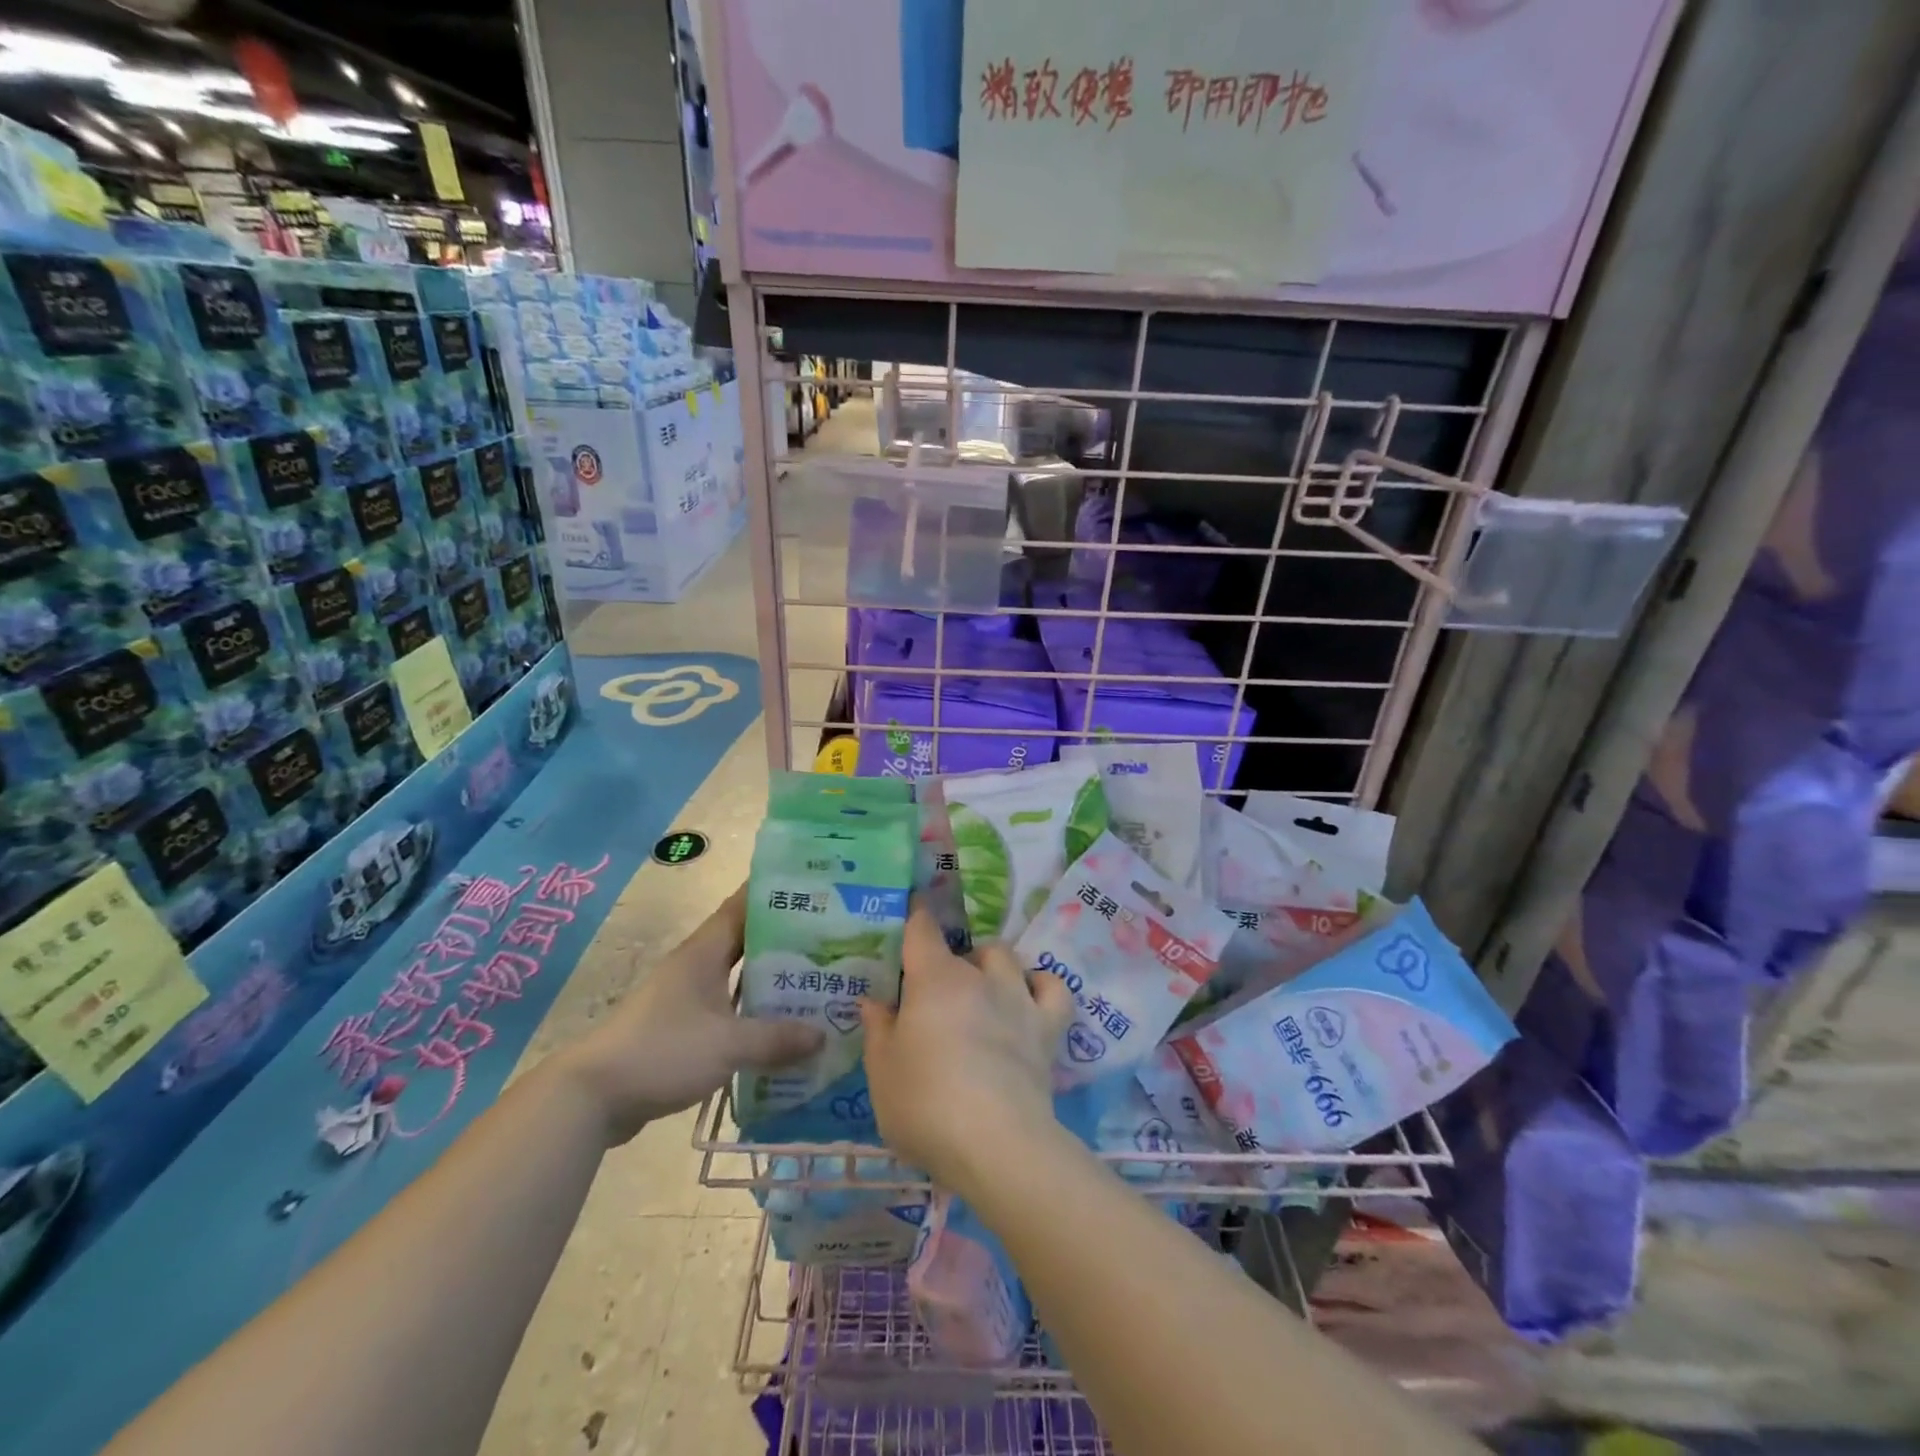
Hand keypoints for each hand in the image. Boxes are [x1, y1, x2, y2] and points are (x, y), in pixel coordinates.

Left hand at [563, 887, 823, 1145]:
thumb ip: (776, 1038)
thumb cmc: (662, 1051)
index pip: (743, 906)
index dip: (774, 893)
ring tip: (814, 982)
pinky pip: (728, 1010)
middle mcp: (696, 966)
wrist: (593, 1096)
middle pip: (746, 942)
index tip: (811, 886)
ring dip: (770, 980)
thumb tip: (822, 1035)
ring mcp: (686, 998)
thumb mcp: (727, 1044)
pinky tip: (779, 1028)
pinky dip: (753, 1013)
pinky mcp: (681, 1028)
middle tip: (829, 939)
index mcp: (704, 952)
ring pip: (737, 978)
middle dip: (785, 940)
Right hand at [860, 907, 1074, 1198]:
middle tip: (935, 995)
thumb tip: (876, 1001)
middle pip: (965, 948)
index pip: (922, 929)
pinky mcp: (1047, 1028)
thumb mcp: (882, 1072)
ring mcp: (1018, 998)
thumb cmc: (926, 1104)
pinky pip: (1053, 989)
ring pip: (1006, 957)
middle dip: (950, 962)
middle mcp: (979, 977)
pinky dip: (1041, 986)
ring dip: (991, 965)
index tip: (913, 907)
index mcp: (934, 979)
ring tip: (980, 991)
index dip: (916, 915)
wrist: (995, 1144)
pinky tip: (1029, 998)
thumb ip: (878, 1030)